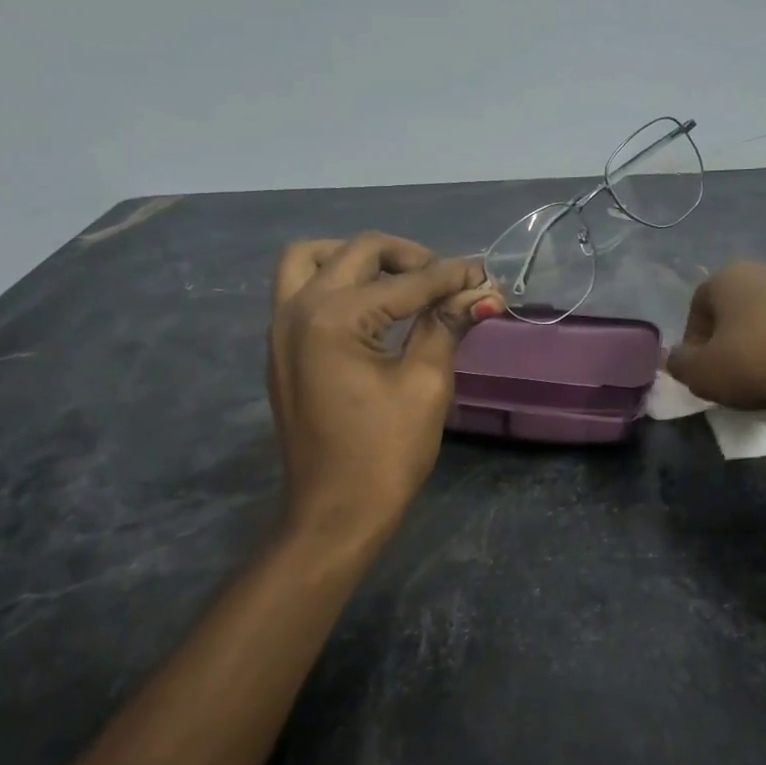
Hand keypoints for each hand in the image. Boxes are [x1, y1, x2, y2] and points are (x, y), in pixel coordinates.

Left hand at [268, 233, 497, 546]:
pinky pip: (301, 291)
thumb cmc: (386, 454)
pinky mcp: (280, 348)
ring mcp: (280, 328)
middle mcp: (297, 309)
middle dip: (408, 257)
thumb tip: (480, 292)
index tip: (485, 274)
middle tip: (445, 280)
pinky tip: (372, 310)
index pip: (406, 281)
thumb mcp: (426, 384)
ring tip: (398, 283)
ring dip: (357, 259)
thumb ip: (446, 325)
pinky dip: (335, 283)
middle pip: (356, 251)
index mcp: (334, 318)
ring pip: (312, 260)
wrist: (334, 513)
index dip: (451, 276)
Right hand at [664, 261, 765, 435]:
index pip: (697, 307)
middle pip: (737, 306)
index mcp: (727, 276)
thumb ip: (680, 364)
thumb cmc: (758, 362)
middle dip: (731, 337)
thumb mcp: (702, 374)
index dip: (695, 342)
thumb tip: (678, 358)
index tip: (704, 371)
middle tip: (735, 373)